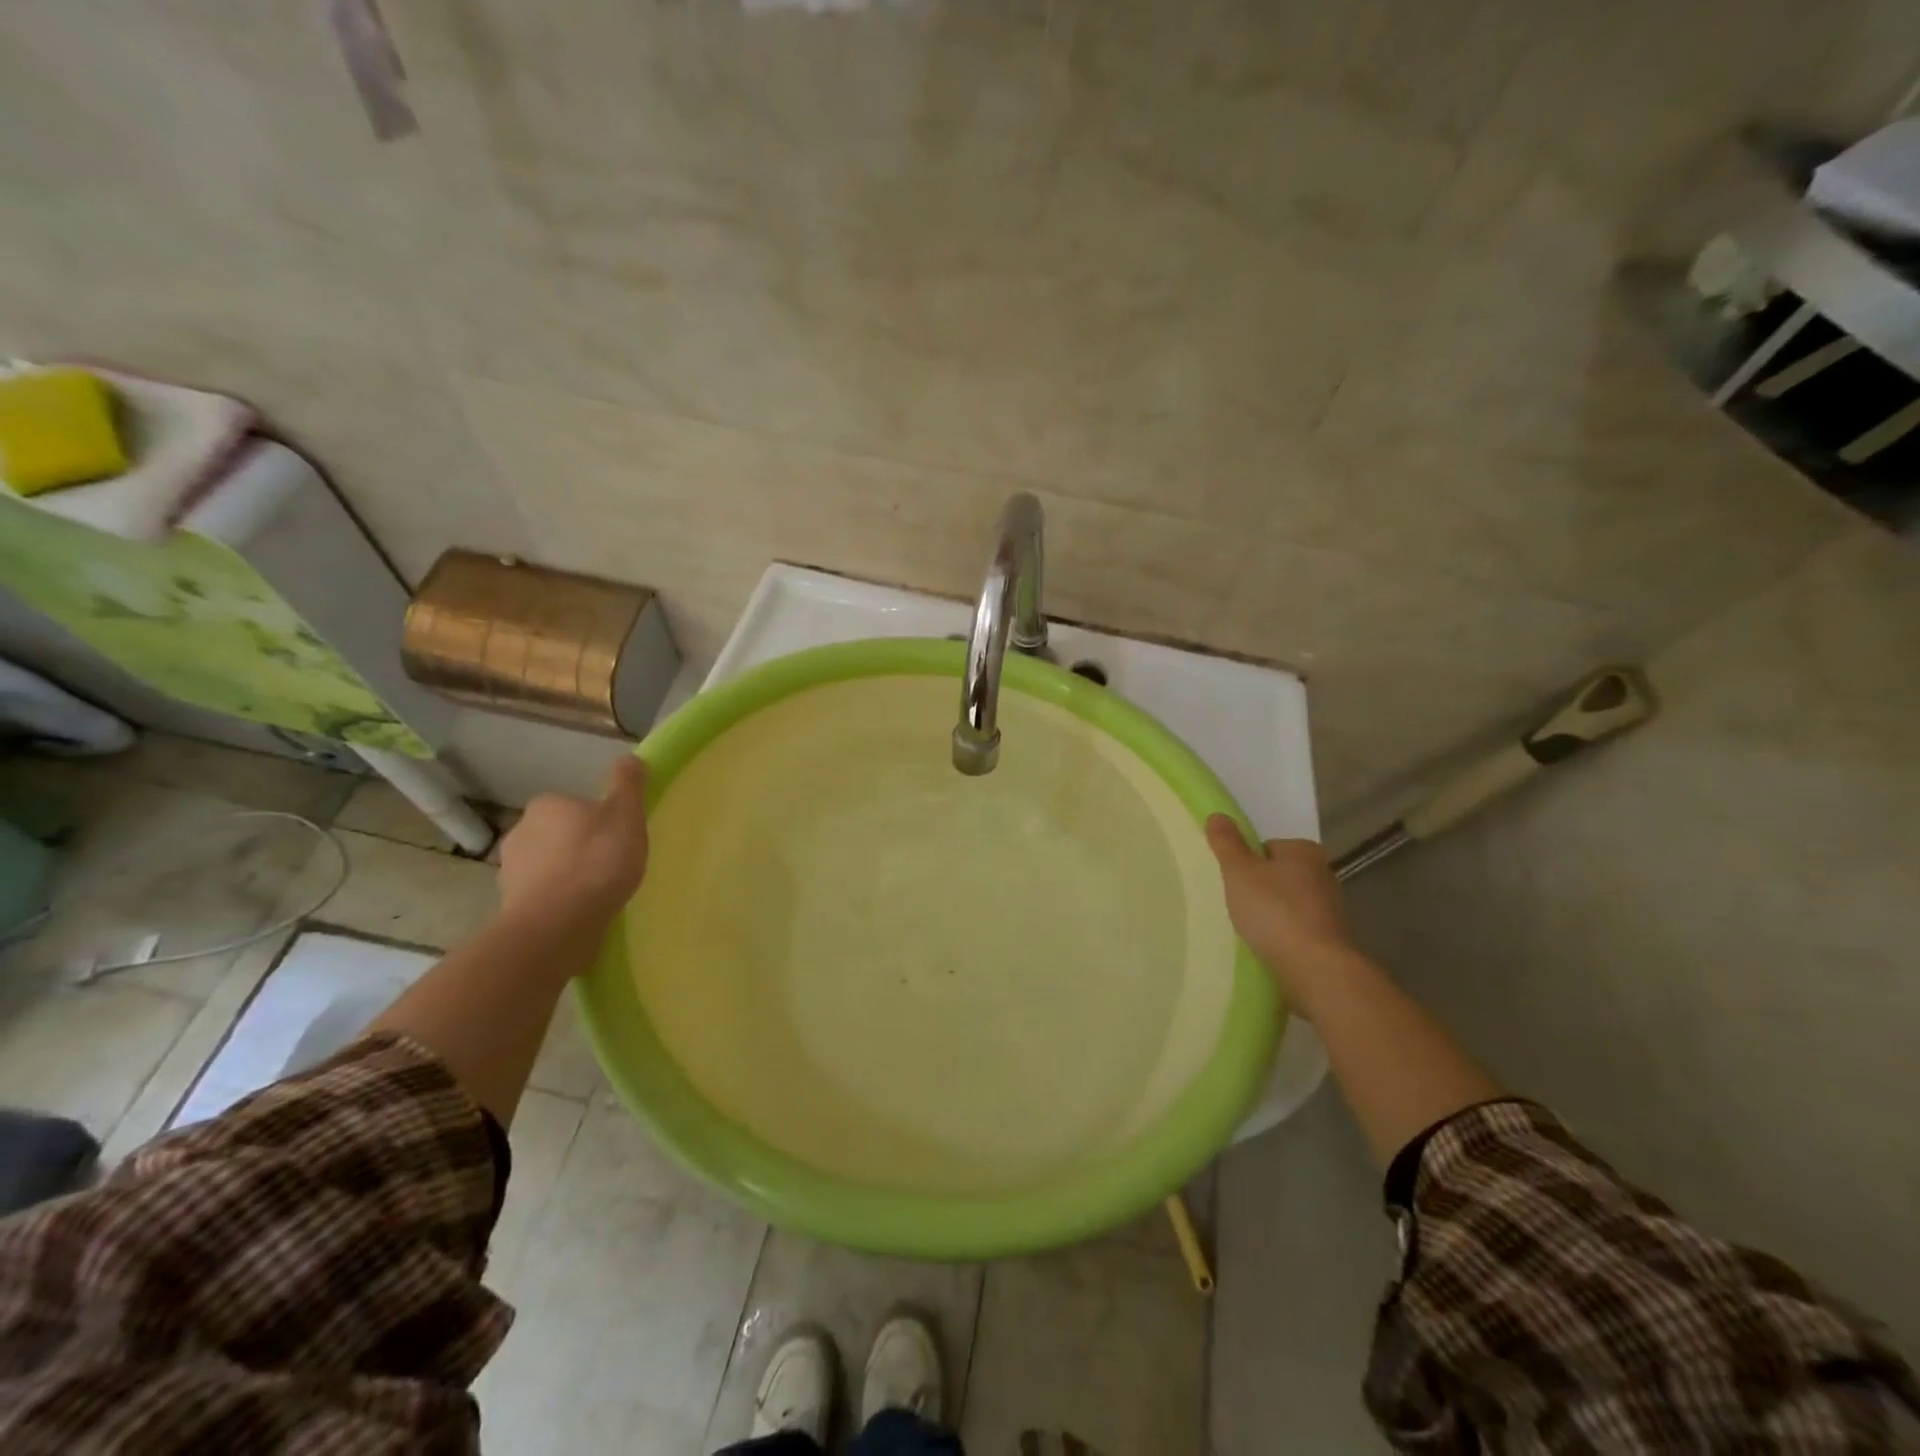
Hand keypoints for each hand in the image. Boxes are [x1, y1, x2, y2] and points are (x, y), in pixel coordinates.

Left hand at [498, 757, 649, 927]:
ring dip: (567, 876)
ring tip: (597, 893)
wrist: (558, 924)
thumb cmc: (597, 860)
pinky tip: (581, 913)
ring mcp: (510, 872)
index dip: (597, 820)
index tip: (617, 837)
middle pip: (558, 835)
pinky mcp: (510, 906)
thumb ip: (628, 784)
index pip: (573, 805)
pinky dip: (558, 901)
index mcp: (546, 806)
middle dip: (579, 847)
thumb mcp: (626, 814)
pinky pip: (542, 896)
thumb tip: (631, 758)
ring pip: (547, 867)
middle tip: (611, 865)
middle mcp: (520, 832)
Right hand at [1205, 816, 1357, 1013]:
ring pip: (1290, 903)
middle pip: (1279, 874)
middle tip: (1240, 906)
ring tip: (1253, 930)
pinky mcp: (1333, 938)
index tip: (1235, 883)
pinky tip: (1271, 947)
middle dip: (1261, 888)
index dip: (1246, 863)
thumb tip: (1217, 814)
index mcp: (1304, 851)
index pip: (1266, 847)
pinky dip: (1285, 935)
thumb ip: (1227, 843)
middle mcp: (1324, 873)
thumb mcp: (1239, 872)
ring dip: (1273, 913)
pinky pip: (1299, 928)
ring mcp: (1332, 908)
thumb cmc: (1274, 911)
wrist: (1315, 968)